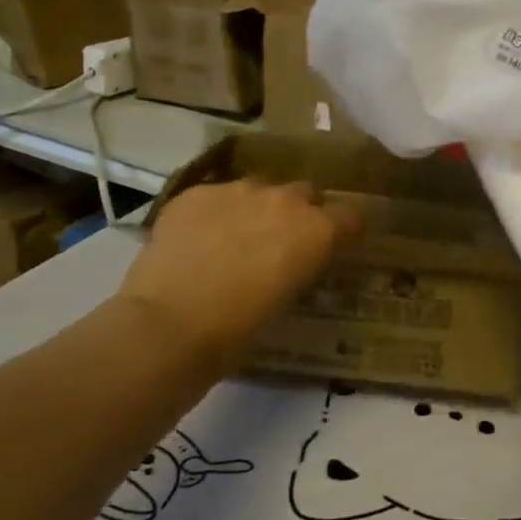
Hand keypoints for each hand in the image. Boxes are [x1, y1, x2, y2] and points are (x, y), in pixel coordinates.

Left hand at [117, 179, 362, 374]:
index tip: (335, 247)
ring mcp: (239, 190)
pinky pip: (217, 197)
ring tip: (234, 239)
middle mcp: (285, 200)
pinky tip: (197, 240)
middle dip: (300, 213)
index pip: (351, 217)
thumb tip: (297, 259)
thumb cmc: (239, 329)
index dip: (344, 232)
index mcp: (318, 230)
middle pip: (306, 194)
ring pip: (260, 190)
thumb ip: (302, 265)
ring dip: (257, 209)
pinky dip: (215, 213)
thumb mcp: (289, 298)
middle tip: (281, 243)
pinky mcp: (198, 193)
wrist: (168, 326)